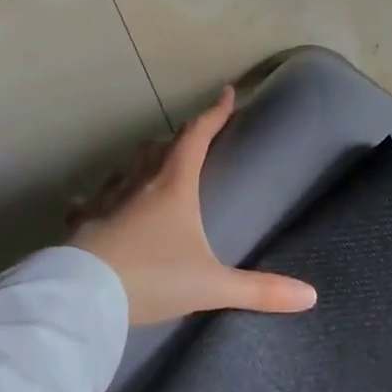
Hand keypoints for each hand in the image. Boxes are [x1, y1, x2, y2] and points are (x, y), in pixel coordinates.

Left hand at [71, 86, 317, 325]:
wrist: (82, 296)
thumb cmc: (152, 277)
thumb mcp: (210, 285)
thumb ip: (259, 290)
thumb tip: (310, 297)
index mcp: (173, 185)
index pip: (196, 136)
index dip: (214, 113)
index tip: (227, 94)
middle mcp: (138, 182)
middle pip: (159, 146)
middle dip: (179, 137)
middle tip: (192, 138)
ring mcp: (105, 199)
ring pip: (127, 166)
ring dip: (143, 159)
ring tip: (152, 164)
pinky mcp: (82, 221)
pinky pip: (92, 199)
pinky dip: (101, 196)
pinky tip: (90, 204)